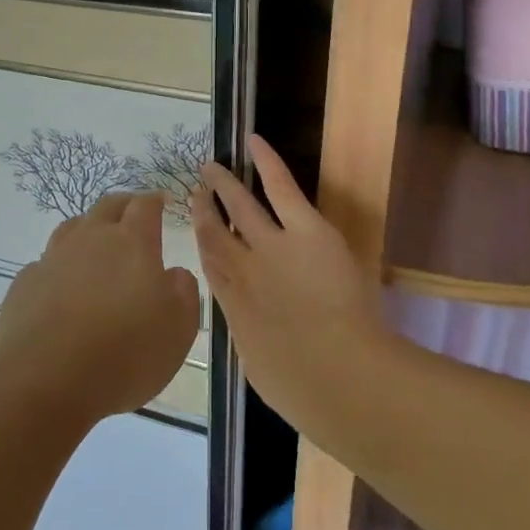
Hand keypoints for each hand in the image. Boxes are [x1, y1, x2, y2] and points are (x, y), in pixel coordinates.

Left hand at [0, 192, 200, 422]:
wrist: (45, 380)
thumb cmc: (124, 354)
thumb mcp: (178, 329)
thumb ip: (183, 292)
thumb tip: (175, 273)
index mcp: (132, 243)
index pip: (145, 206)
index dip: (155, 201)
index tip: (162, 202)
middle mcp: (91, 240)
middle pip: (107, 206)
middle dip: (124, 206)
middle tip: (134, 215)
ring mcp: (53, 259)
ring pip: (73, 228)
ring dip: (89, 230)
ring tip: (98, 245)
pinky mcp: (26, 284)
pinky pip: (47, 263)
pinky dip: (60, 266)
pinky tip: (63, 287)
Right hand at [192, 136, 387, 428]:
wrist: (334, 374)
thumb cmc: (301, 387)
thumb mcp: (263, 368)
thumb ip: (255, 342)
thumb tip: (257, 335)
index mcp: (234, 307)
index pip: (213, 267)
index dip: (203, 244)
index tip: (198, 228)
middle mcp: (243, 270)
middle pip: (216, 233)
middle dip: (204, 211)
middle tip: (195, 191)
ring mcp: (271, 245)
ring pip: (241, 207)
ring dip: (225, 186)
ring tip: (211, 167)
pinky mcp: (304, 230)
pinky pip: (281, 187)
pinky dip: (267, 162)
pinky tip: (254, 142)